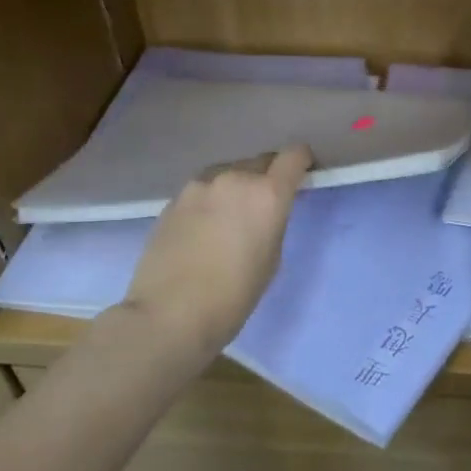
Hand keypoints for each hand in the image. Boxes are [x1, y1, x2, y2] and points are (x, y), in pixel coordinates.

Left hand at [112, 145, 312, 353]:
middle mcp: (234, 178)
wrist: (169, 315)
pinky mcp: (173, 200)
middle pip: (260, 162)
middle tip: (263, 206)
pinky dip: (210, 200)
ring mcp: (198, 186)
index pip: (293, 156)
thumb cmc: (233, 296)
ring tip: (229, 218)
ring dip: (236, 186)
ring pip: (228, 173)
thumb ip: (272, 222)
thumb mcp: (271, 258)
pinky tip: (204, 229)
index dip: (301, 161)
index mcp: (267, 194)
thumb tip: (264, 212)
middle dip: (267, 177)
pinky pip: (203, 190)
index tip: (302, 174)